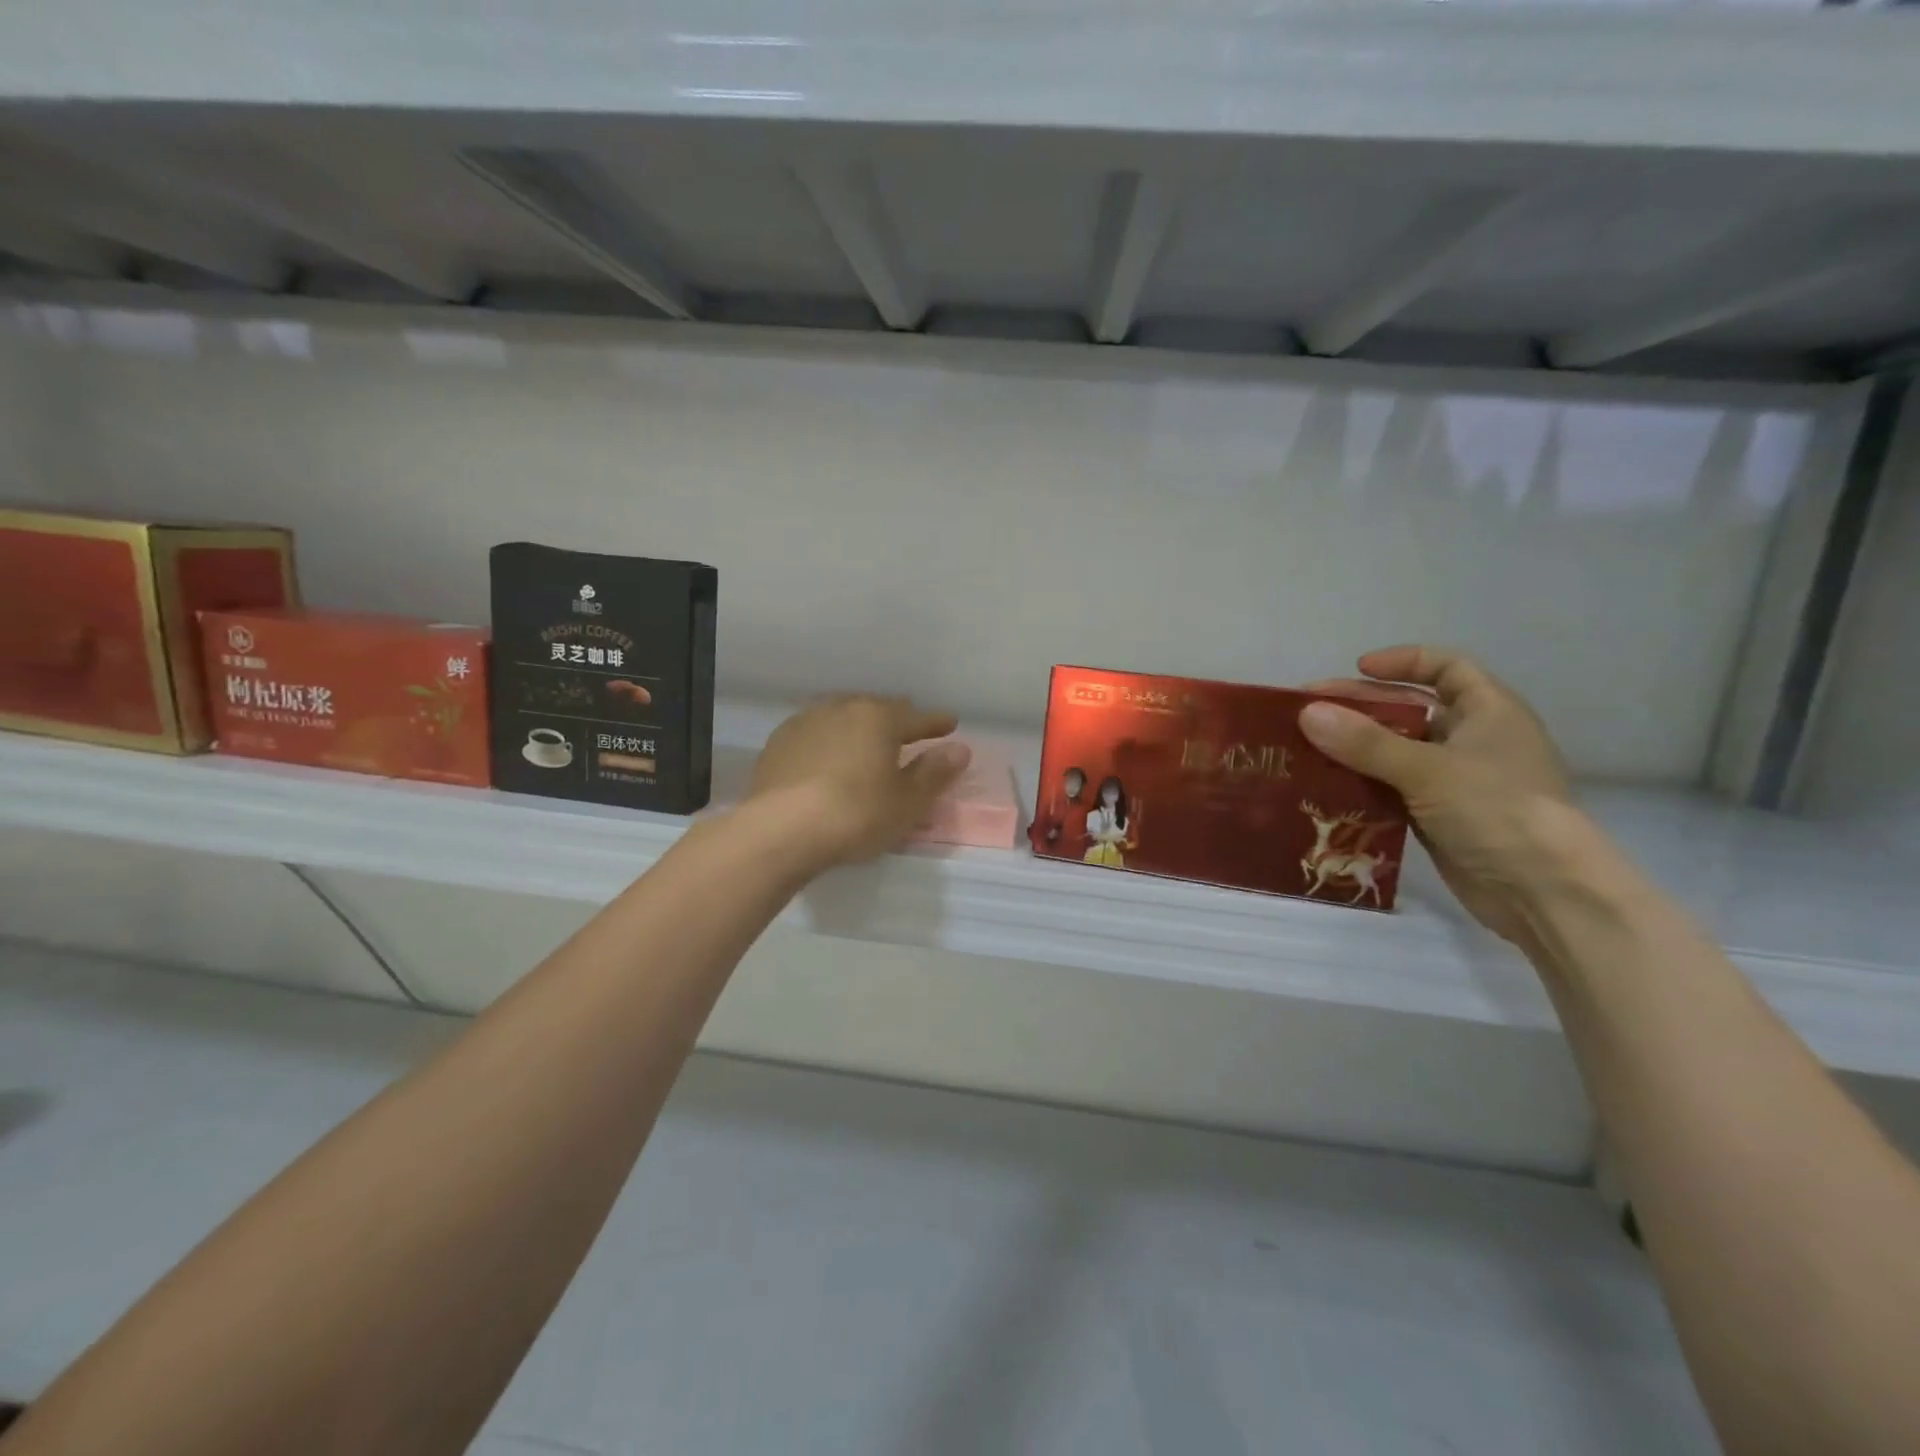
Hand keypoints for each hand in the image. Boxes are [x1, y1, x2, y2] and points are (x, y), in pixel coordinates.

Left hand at [749, 695, 971, 867]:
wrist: (780, 830)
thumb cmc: (856, 815)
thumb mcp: (907, 802)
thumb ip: (934, 773)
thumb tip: (959, 749)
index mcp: (879, 718)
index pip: (917, 718)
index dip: (937, 723)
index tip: (950, 724)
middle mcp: (843, 709)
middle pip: (878, 710)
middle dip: (897, 720)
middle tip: (909, 731)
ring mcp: (806, 722)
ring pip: (843, 717)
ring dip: (859, 728)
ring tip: (866, 743)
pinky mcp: (779, 743)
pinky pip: (815, 734)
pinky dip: (829, 742)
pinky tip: (828, 758)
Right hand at [1298, 646, 1576, 944]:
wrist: (1543, 893)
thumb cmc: (1497, 812)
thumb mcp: (1429, 770)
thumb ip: (1366, 742)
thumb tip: (1307, 713)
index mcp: (1489, 713)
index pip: (1447, 668)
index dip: (1404, 662)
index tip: (1357, 669)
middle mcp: (1472, 741)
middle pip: (1409, 711)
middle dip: (1360, 708)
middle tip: (1308, 712)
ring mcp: (1455, 782)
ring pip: (1395, 753)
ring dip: (1353, 750)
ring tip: (1304, 749)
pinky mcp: (1438, 817)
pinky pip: (1390, 790)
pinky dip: (1360, 785)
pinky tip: (1323, 788)